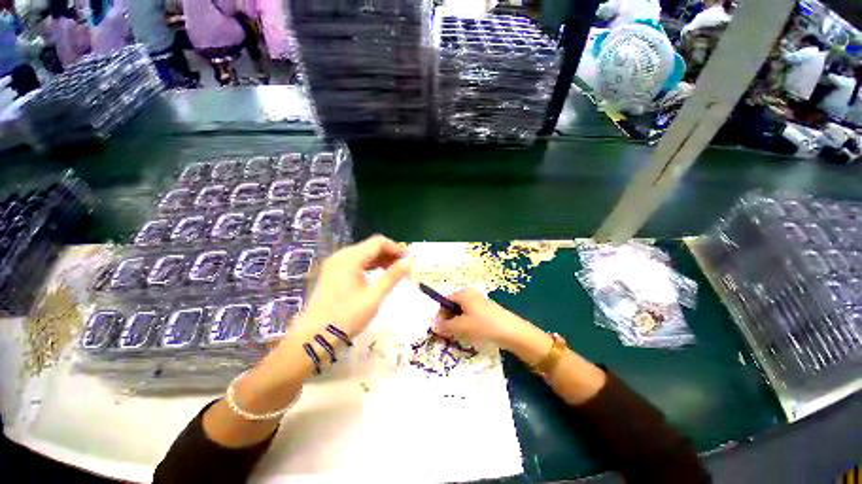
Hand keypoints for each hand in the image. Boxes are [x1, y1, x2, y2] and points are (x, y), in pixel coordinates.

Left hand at [298, 235, 408, 338]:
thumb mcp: (374, 296)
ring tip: (394, 271)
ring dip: (380, 260)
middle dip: (389, 253)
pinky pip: (355, 263)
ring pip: (363, 255)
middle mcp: (341, 256)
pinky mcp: (332, 274)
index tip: (408, 258)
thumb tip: (408, 262)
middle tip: (404, 265)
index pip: (378, 242)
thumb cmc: (346, 317)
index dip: (395, 248)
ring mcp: (334, 265)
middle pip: (370, 247)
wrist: (313, 338)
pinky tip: (377, 275)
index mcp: (350, 258)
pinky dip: (369, 266)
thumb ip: (392, 276)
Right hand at [433, 289, 540, 350]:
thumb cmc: (483, 325)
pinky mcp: (487, 312)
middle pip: (454, 306)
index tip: (438, 329)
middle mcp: (471, 295)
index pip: (445, 301)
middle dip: (449, 320)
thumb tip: (434, 326)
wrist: (512, 332)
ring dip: (458, 324)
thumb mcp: (461, 327)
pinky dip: (468, 325)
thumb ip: (445, 326)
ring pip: (462, 313)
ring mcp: (480, 303)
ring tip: (460, 336)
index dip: (440, 315)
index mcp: (463, 294)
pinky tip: (471, 335)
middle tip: (448, 335)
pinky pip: (471, 317)